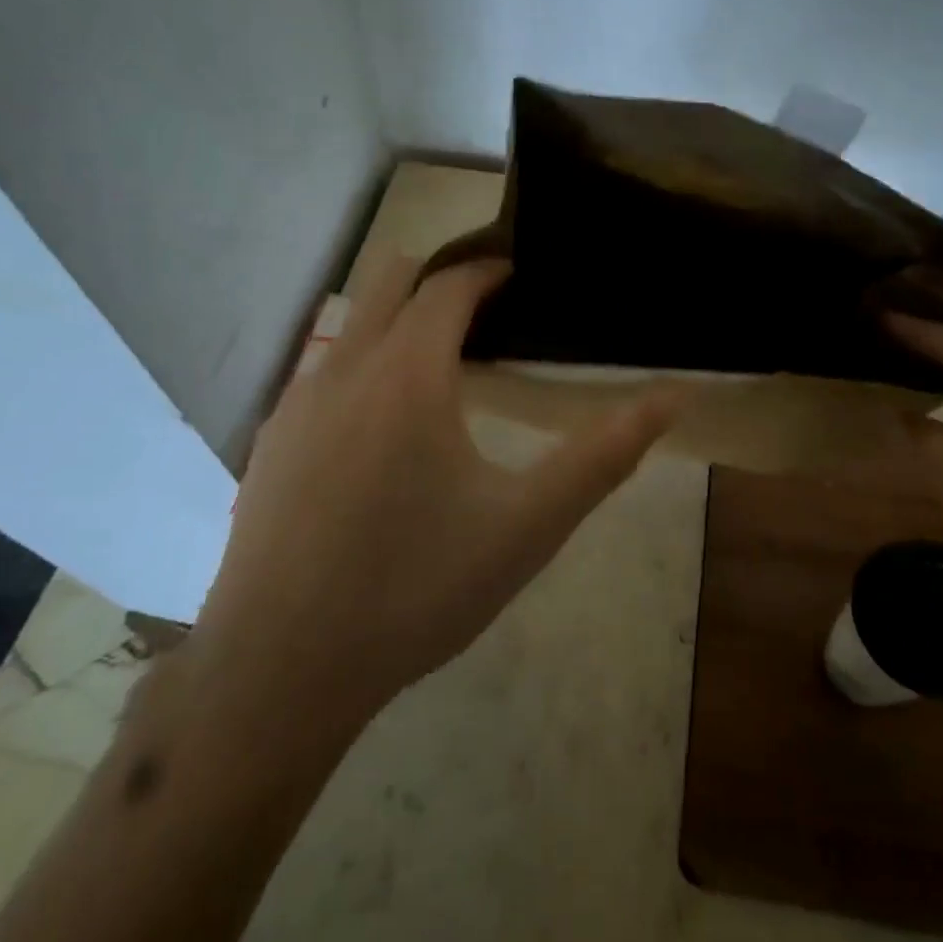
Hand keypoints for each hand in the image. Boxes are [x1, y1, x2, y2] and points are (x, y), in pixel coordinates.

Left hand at [190, 256, 682, 724]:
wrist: (280, 670)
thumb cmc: (416, 589)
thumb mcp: (527, 526)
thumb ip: (603, 456)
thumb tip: (673, 397)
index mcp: (408, 374)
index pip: (448, 286)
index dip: (487, 271)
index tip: (517, 275)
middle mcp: (344, 368)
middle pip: (390, 280)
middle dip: (438, 279)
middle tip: (486, 310)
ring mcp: (296, 403)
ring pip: (352, 325)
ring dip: (398, 322)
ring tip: (442, 369)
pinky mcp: (269, 441)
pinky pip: (322, 373)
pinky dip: (363, 369)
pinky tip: (382, 435)